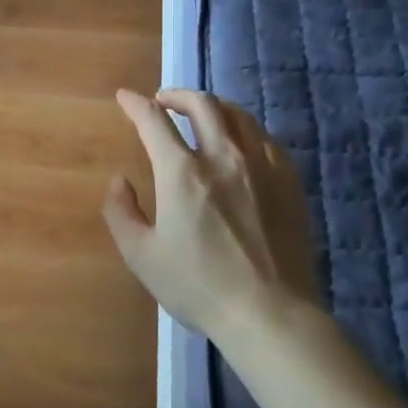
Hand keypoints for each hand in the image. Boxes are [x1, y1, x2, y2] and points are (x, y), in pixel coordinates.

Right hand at [103, 89, 318, 340]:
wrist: (270, 312)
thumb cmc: (199, 286)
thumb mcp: (141, 256)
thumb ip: (121, 212)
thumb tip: (119, 180)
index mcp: (182, 172)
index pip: (154, 120)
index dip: (135, 104)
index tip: (125, 97)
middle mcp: (223, 156)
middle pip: (201, 104)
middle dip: (176, 94)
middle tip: (163, 101)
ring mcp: (261, 165)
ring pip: (237, 115)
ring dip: (212, 106)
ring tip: (202, 114)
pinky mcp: (289, 180)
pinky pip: (265, 138)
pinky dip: (244, 129)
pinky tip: (241, 142)